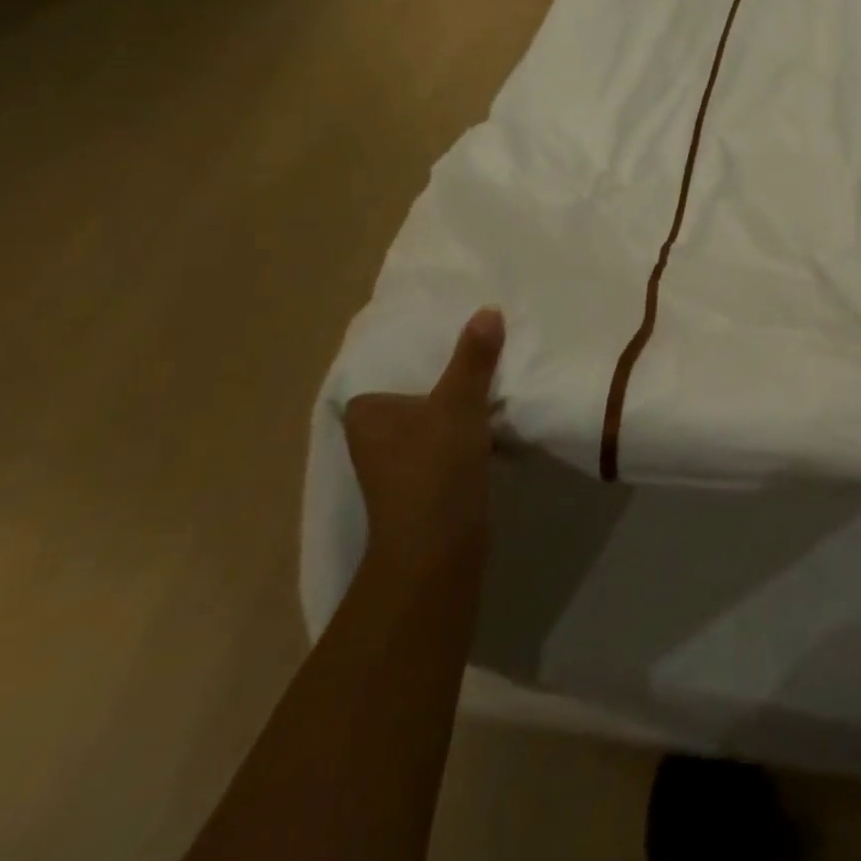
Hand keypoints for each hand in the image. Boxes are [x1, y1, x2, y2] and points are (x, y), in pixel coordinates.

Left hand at [344, 308, 504, 583]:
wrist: (437, 550)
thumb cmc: (434, 468)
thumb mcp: (459, 404)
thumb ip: (473, 358)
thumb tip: (489, 310)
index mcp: (366, 413)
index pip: (392, 369)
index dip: (424, 354)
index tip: (457, 338)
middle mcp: (372, 438)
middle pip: (416, 395)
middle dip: (446, 381)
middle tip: (484, 353)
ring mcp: (395, 466)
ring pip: (432, 421)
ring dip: (458, 410)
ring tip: (495, 381)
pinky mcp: (421, 486)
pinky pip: (445, 445)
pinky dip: (465, 436)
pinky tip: (493, 424)